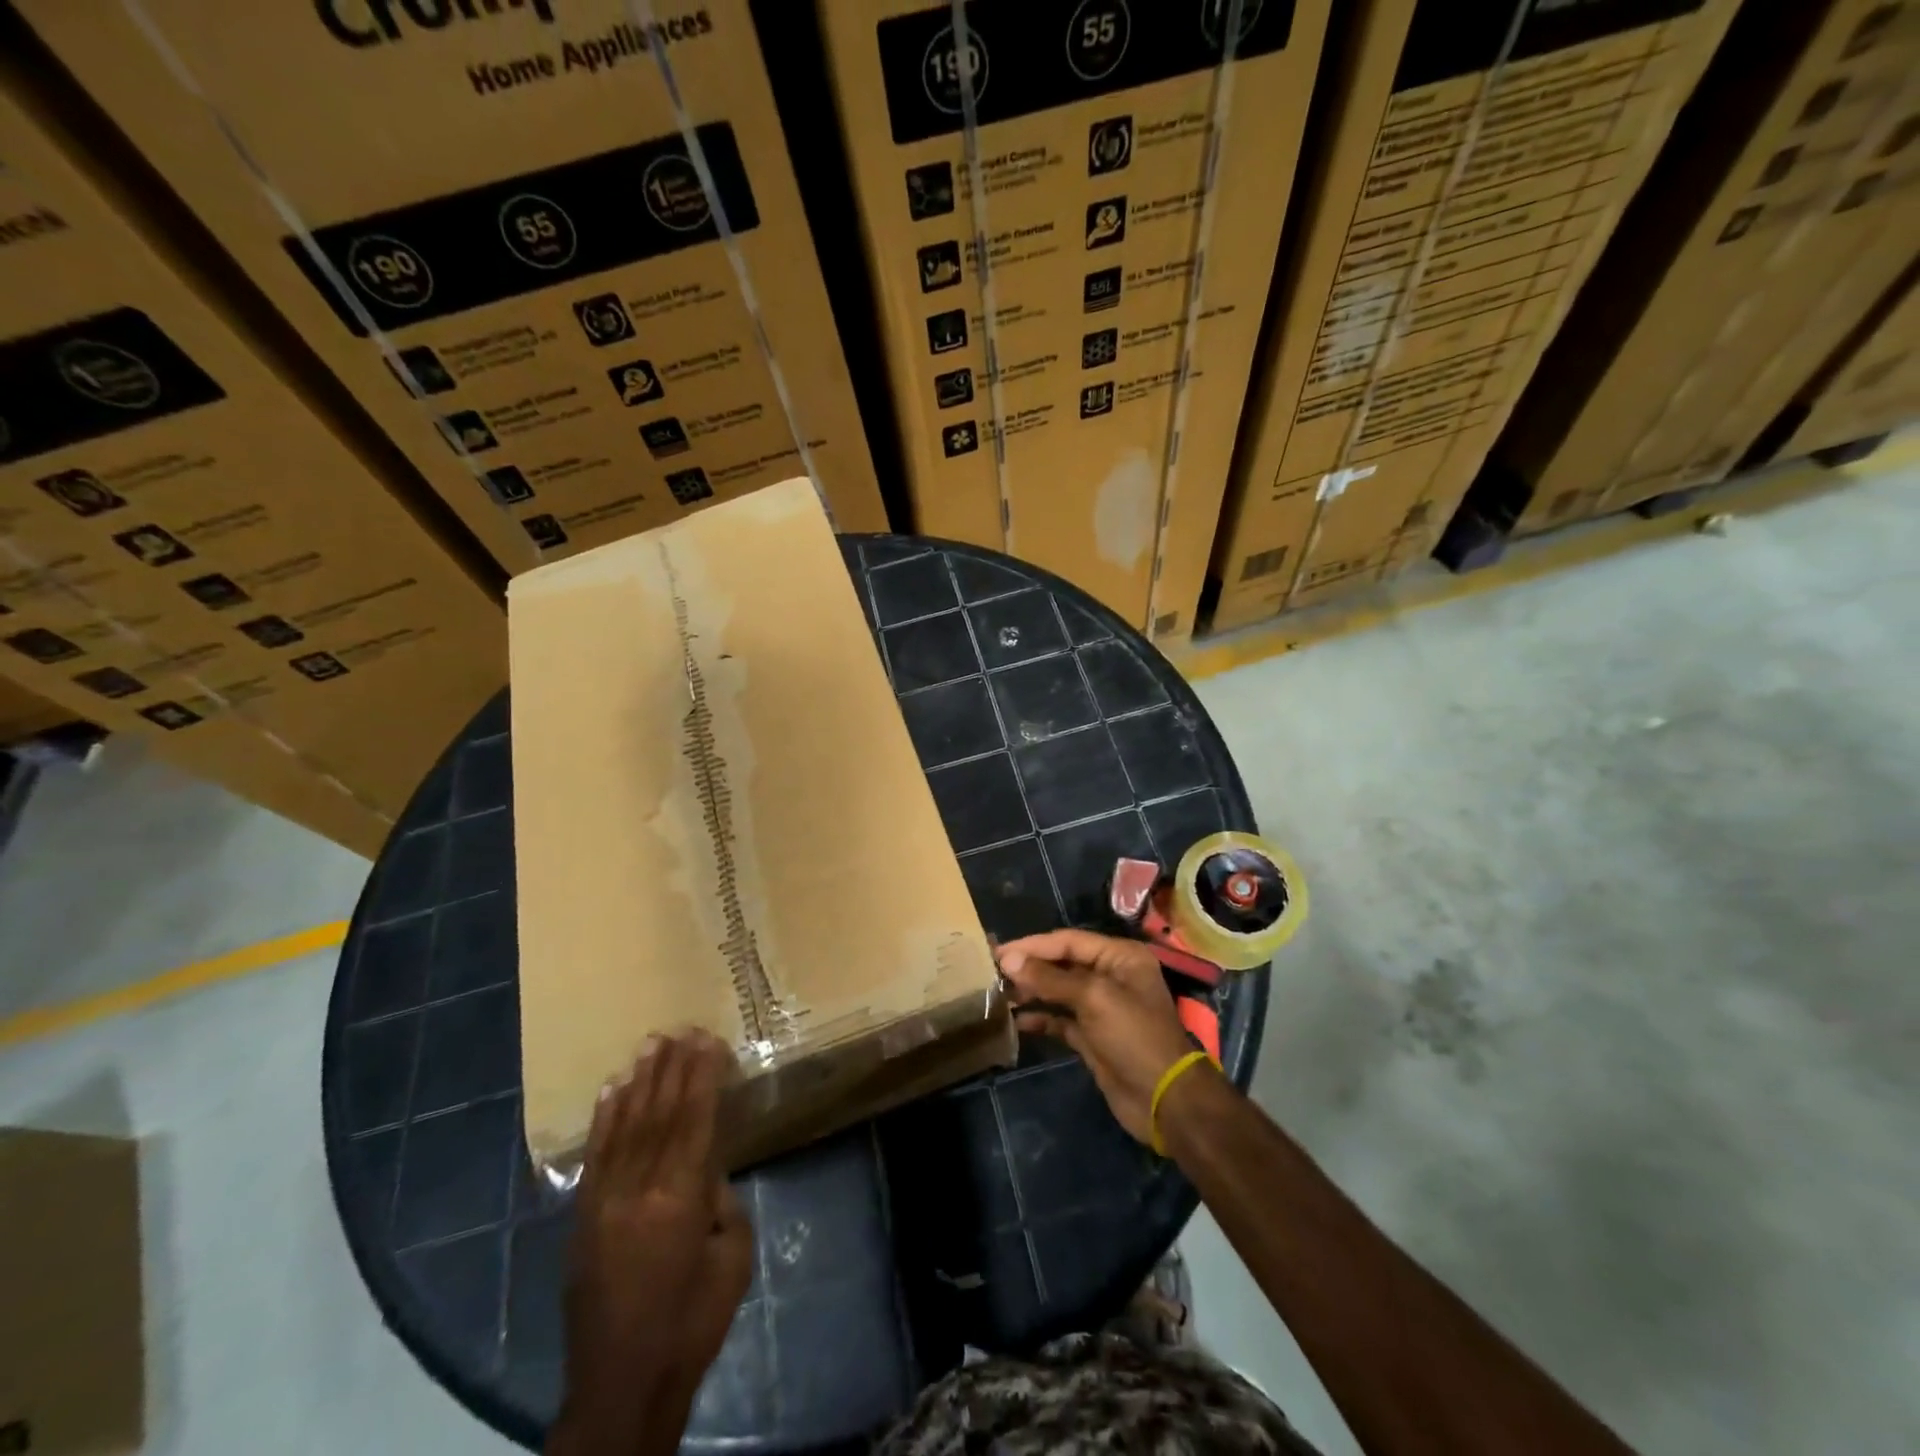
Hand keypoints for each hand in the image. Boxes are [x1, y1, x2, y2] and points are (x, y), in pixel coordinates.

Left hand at [553, 1031, 751, 1455]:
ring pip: (626, 1127)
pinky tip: (613, 1090)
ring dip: (641, 1082)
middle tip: (682, 1028)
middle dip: (674, 1067)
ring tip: (651, 1044)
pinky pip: (596, 1156)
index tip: (708, 1040)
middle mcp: (639, 1190)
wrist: (623, 1384)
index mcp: (681, 1199)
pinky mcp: (582, 1218)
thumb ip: (723, 1203)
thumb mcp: (733, 1259)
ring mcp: (604, 1202)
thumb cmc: (692, 1323)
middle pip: (660, 1114)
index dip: (703, 1076)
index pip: (695, 1120)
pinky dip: (605, 1119)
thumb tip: (707, 1171)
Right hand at [997, 929, 1203, 1143]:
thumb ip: (1050, 978)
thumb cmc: (1134, 1037)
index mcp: (1120, 957)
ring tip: (999, 994)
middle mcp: (1111, 976)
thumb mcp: (1094, 999)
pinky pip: (1061, 1019)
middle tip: (992, 972)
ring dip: (1031, 992)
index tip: (998, 953)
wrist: (1164, 1100)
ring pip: (1059, 991)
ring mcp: (1102, 1008)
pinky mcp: (1093, 1036)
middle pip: (1062, 964)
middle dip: (1030, 967)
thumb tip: (1009, 960)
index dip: (1033, 945)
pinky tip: (1017, 1021)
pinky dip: (1041, 1018)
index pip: (1068, 941)